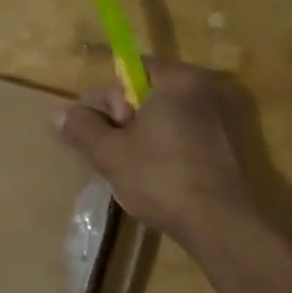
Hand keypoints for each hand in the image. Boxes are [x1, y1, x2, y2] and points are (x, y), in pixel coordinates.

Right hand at [53, 58, 259, 247]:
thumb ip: (82, 129)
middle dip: (125, 118)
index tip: (100, 128)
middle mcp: (209, 88)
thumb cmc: (162, 179)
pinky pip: (189, 135)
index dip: (108, 97)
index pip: (133, 68)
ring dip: (145, 136)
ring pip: (169, 117)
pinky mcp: (233, 145)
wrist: (221, 224)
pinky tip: (158, 177)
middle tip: (112, 152)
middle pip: (151, 92)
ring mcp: (226, 117)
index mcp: (181, 79)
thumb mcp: (110, 154)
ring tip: (130, 168)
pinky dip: (169, 148)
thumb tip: (58, 114)